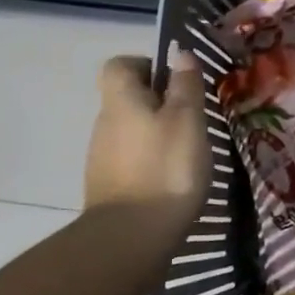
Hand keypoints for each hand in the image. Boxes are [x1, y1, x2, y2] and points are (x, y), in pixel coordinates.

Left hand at [84, 51, 209, 230]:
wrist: (130, 240)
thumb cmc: (165, 168)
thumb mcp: (187, 119)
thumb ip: (185, 84)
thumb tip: (180, 53)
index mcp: (121, 100)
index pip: (119, 65)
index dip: (146, 64)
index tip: (174, 80)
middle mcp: (104, 124)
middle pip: (127, 98)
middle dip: (158, 102)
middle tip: (192, 117)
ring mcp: (101, 158)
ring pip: (130, 130)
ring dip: (155, 134)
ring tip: (187, 151)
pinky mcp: (107, 188)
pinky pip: (130, 160)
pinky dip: (149, 162)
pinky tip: (172, 179)